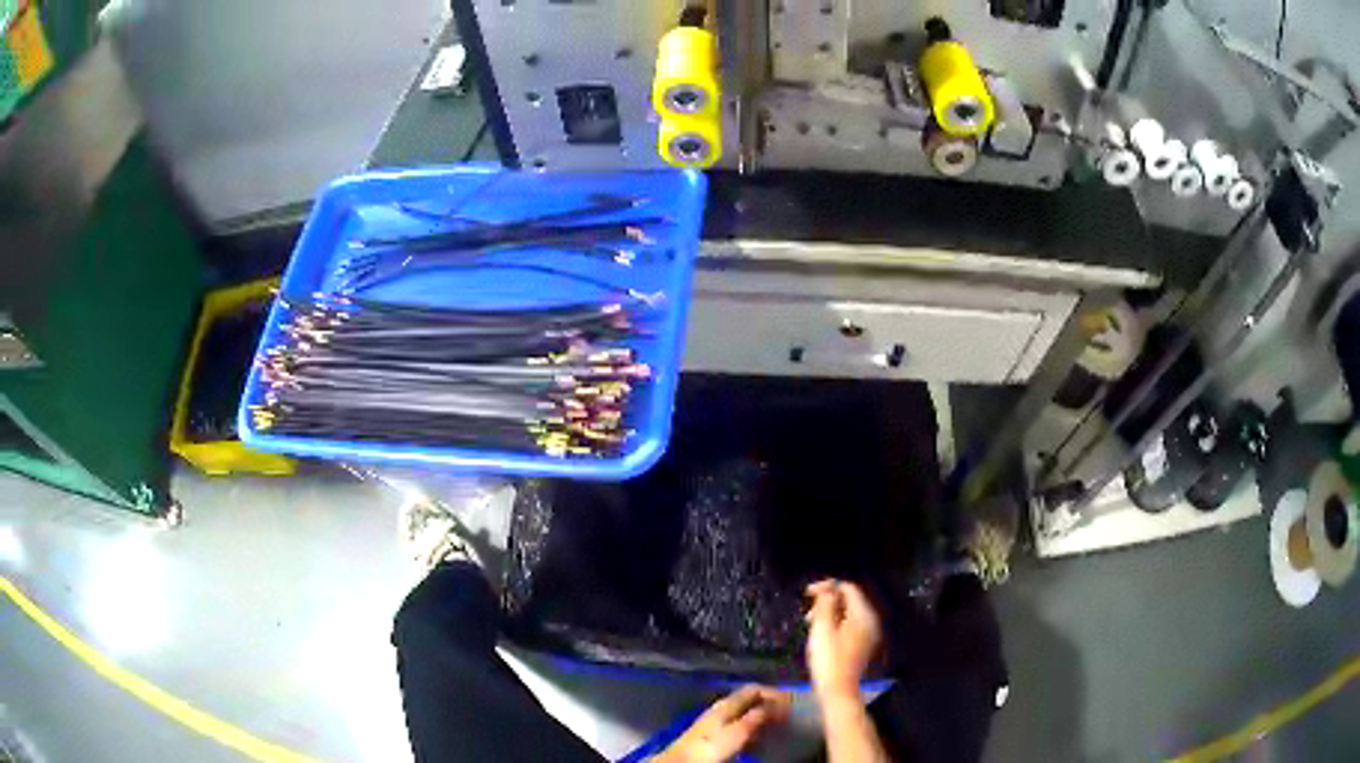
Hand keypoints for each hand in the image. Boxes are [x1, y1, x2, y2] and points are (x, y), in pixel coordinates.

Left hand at [656, 685, 791, 762]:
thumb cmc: (712, 745)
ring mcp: (716, 720)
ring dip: (762, 715)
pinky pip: (739, 724)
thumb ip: (757, 716)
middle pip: (749, 699)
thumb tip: (776, 703)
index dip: (774, 693)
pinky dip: (753, 726)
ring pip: (744, 712)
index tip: (791, 702)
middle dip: (769, 703)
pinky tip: (758, 736)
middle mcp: (721, 707)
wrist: (683, 761)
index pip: (754, 688)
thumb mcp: (739, 731)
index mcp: (727, 703)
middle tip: (787, 713)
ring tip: (777, 724)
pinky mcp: (713, 734)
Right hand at [804, 579, 881, 700]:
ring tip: (811, 625)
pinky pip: (850, 626)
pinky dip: (836, 624)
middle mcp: (870, 621)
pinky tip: (822, 636)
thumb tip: (827, 588)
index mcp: (863, 614)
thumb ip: (825, 604)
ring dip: (830, 613)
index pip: (848, 588)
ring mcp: (868, 634)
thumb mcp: (822, 628)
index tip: (806, 594)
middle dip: (828, 601)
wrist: (838, 691)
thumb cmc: (828, 660)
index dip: (827, 586)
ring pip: (849, 613)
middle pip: (850, 600)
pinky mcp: (862, 645)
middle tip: (808, 614)